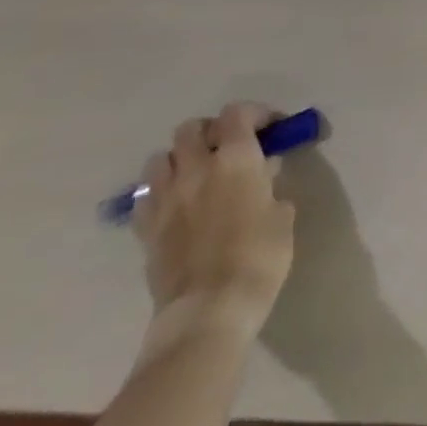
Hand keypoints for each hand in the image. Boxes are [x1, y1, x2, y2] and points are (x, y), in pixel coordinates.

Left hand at [133, 103, 296, 344]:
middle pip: (191, 129)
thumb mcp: (282, 215)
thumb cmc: (259, 257)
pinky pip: (144, 197)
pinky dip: (158, 193)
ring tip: (195, 174)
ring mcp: (165, 199)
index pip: (237, 113)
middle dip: (209, 131)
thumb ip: (271, 185)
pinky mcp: (145, 230)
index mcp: (236, 158)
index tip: (269, 128)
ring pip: (158, 158)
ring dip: (177, 159)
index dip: (254, 113)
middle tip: (227, 147)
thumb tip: (264, 173)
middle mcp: (196, 168)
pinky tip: (174, 206)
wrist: (208, 312)